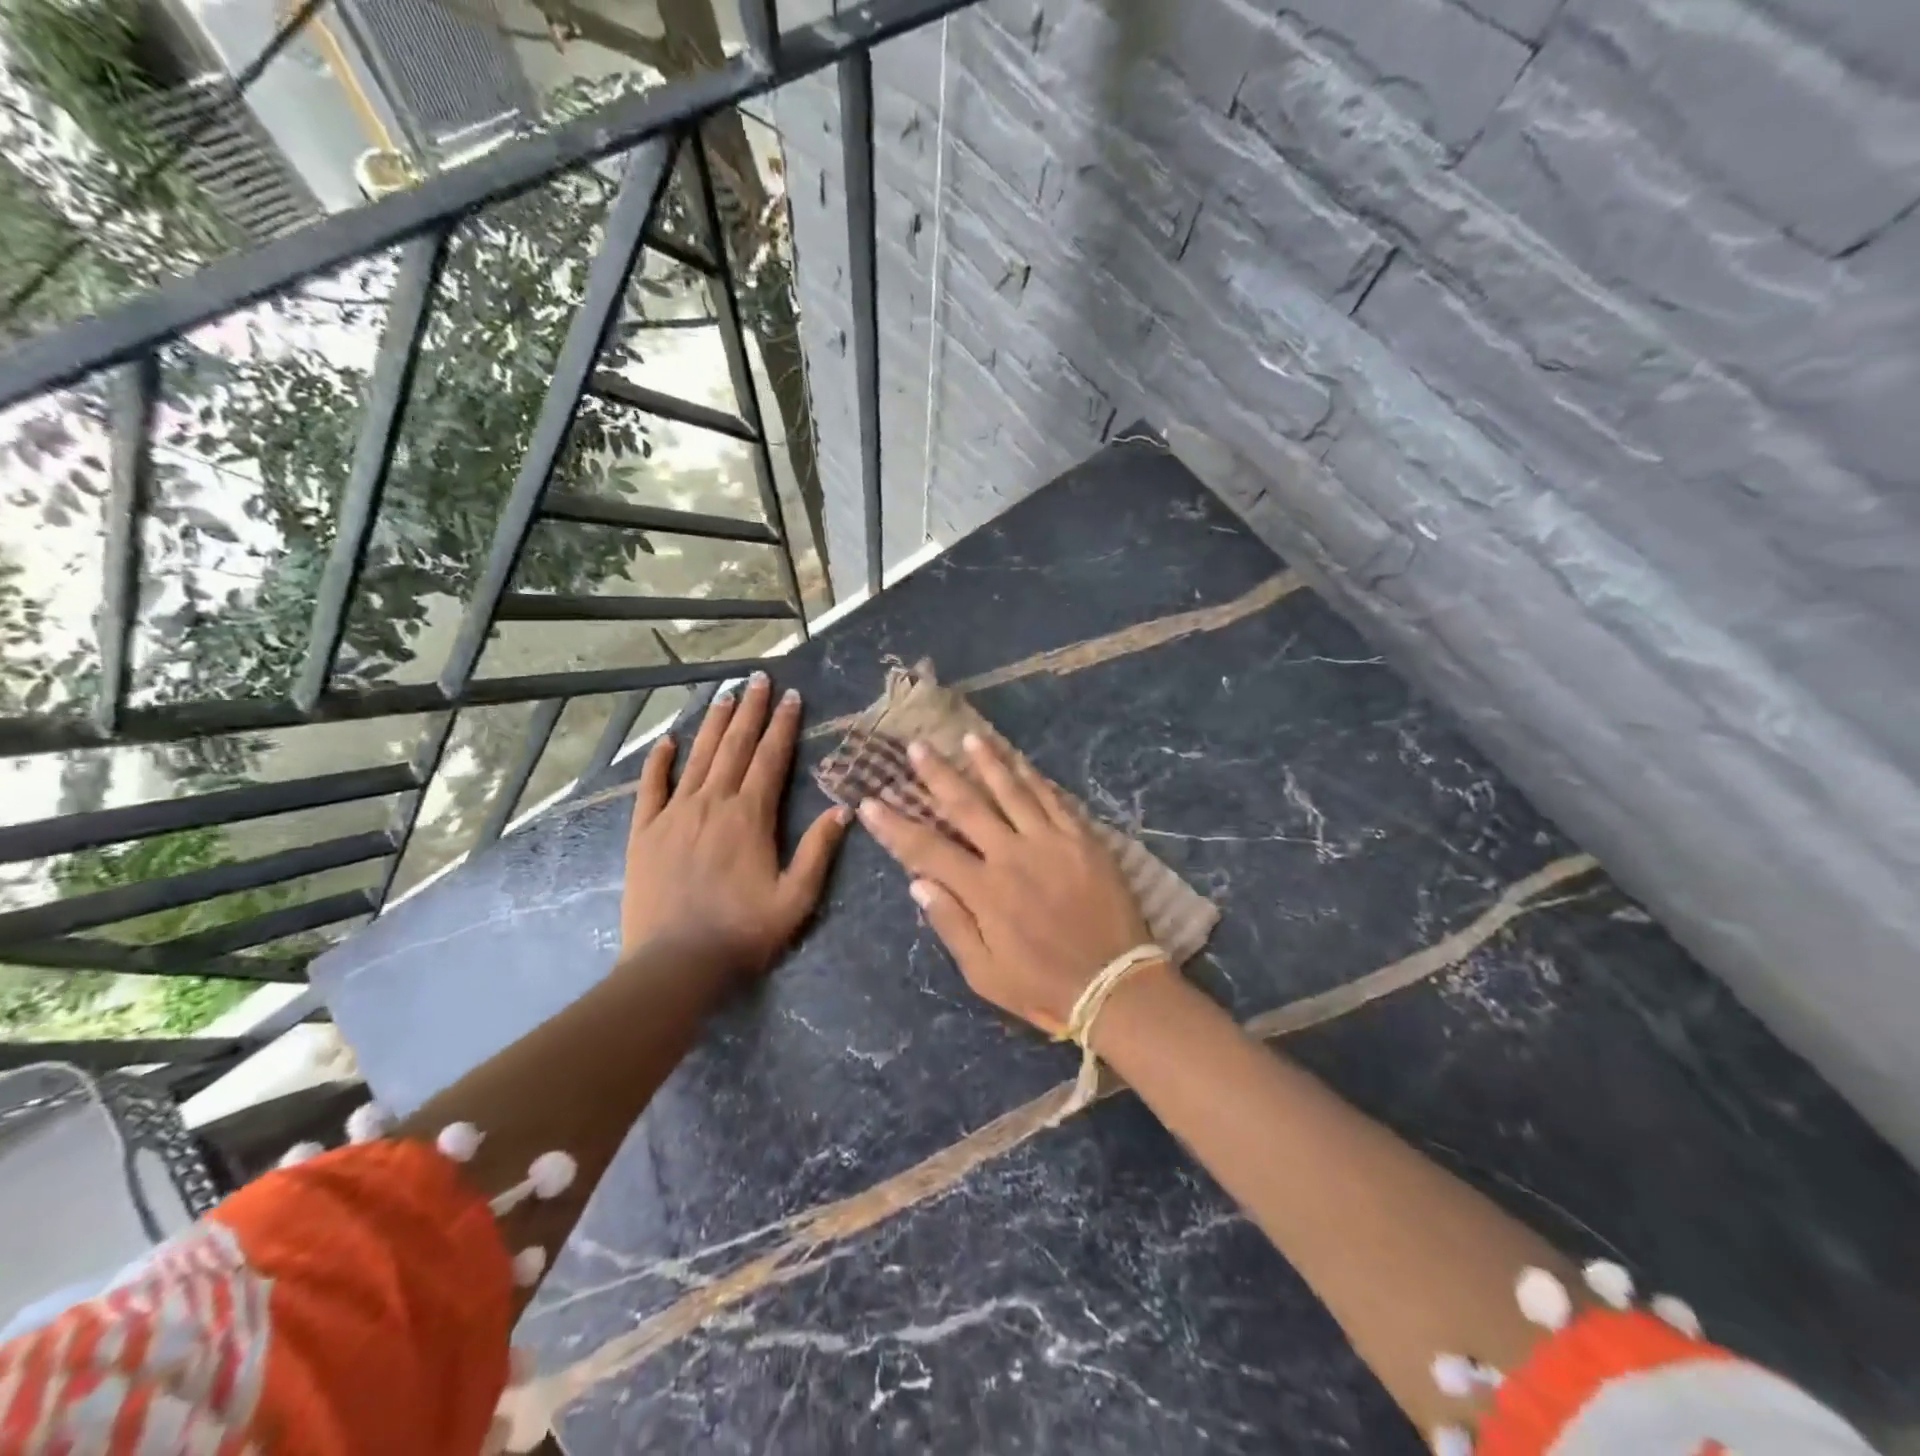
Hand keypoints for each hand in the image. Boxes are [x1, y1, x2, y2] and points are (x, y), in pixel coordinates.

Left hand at [622, 672, 850, 977]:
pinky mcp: (644, 832)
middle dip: (749, 710)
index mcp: (750, 816)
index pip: (770, 759)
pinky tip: (668, 741)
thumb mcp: (796, 898)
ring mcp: (674, 814)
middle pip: (734, 747)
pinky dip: (659, 761)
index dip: (782, 725)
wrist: (675, 964)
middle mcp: (712, 803)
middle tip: (758, 679)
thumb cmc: (742, 932)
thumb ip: (818, 850)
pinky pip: (651, 787)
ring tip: (724, 694)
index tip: (791, 697)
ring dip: (712, 724)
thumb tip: (843, 808)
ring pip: (697, 757)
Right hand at [857, 733, 1154, 1034]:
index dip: (895, 826)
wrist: (1116, 985)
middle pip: (967, 805)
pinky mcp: (1083, 839)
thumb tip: (918, 883)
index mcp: (984, 890)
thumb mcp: (985, 974)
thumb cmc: (1044, 986)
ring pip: (1012, 791)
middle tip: (917, 747)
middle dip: (937, 774)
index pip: (927, 849)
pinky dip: (1034, 778)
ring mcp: (1050, 842)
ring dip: (987, 762)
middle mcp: (1012, 855)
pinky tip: (1021, 761)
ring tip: (968, 737)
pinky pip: (1054, 799)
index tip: (870, 802)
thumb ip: (951, 924)